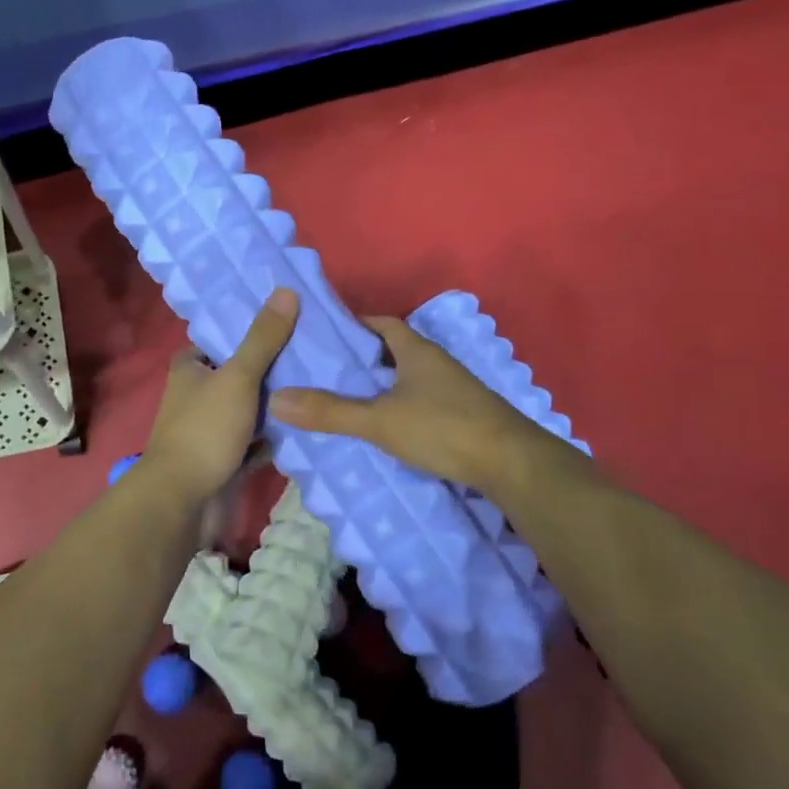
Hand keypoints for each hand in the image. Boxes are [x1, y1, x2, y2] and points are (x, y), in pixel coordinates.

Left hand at [140, 288, 298, 502]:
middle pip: (240, 374)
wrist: (184, 502)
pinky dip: (275, 436)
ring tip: (320, 385)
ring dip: (277, 405)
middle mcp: (197, 395)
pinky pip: (256, 441)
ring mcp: (211, 430)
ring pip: (250, 409)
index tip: (289, 321)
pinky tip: (308, 425)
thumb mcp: (238, 377)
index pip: (222, 339)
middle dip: (272, 369)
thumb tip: (286, 290)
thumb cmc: (205, 430)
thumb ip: (262, 338)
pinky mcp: (225, 459)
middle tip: (316, 353)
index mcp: (190, 368)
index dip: (251, 330)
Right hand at [270, 316, 588, 495]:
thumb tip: (277, 399)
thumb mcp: (379, 420)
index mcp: (417, 351)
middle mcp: (437, 363)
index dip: (356, 325)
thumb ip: (330, 412)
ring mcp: (454, 390)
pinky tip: (386, 426)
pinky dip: (401, 406)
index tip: (327, 335)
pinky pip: (423, 401)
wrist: (511, 464)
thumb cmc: (443, 427)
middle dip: (365, 358)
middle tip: (329, 371)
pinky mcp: (464, 415)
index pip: (382, 324)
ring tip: (349, 399)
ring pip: (410, 378)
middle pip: (395, 350)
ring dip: (384, 384)